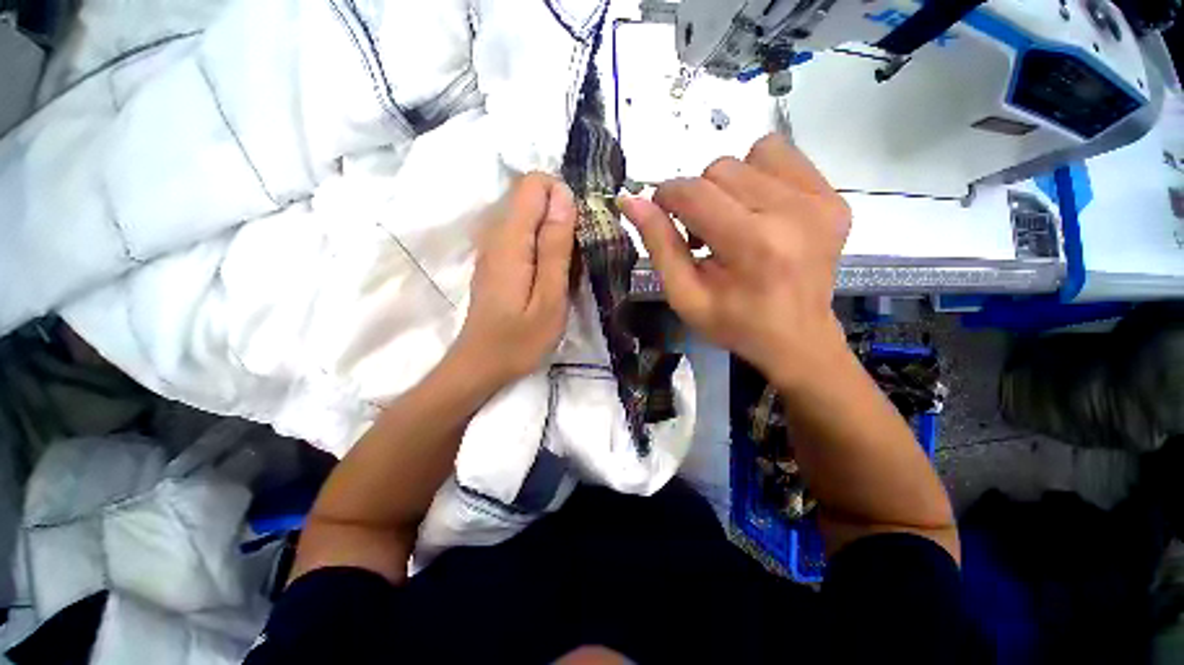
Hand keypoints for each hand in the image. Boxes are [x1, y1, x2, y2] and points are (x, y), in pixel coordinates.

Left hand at [452, 172, 576, 386]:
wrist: (481, 365)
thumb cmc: (520, 339)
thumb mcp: (549, 298)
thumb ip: (556, 246)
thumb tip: (564, 196)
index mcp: (510, 239)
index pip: (533, 184)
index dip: (562, 197)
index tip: (579, 231)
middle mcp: (496, 234)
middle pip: (530, 197)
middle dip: (561, 216)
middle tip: (576, 256)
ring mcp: (492, 247)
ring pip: (528, 217)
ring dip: (554, 233)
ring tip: (567, 268)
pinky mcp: (496, 260)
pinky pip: (523, 235)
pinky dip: (543, 245)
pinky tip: (551, 275)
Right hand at [620, 134, 849, 388]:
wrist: (796, 338)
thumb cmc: (734, 323)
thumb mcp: (684, 295)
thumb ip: (658, 245)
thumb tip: (630, 200)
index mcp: (752, 245)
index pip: (693, 192)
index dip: (666, 196)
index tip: (663, 214)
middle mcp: (792, 213)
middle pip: (721, 169)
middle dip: (699, 197)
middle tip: (703, 234)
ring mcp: (820, 201)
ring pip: (751, 156)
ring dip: (729, 185)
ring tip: (733, 221)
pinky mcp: (834, 198)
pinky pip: (784, 157)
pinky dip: (760, 176)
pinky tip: (759, 211)